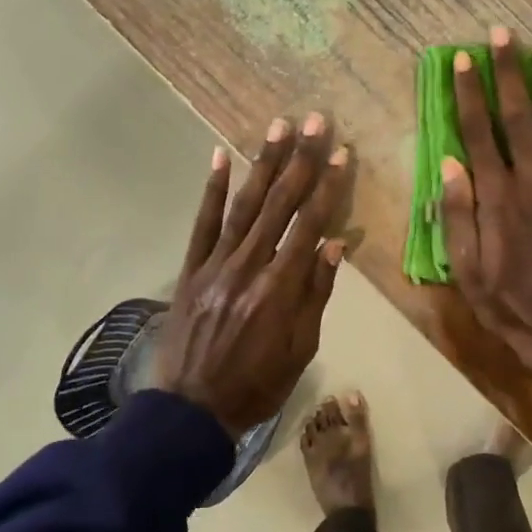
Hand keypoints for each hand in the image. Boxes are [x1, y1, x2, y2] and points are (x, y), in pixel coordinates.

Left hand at [152, 113, 349, 437]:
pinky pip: (202, 224)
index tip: (341, 152)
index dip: (327, 187)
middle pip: (279, 205)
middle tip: (314, 120)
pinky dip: (213, 190)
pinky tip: (221, 156)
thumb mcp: (300, 349)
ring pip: (243, 206)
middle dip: (299, 160)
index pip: (309, 226)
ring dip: (262, 163)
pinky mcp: (191, 270)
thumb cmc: (257, 385)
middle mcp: (248, 267)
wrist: (191, 411)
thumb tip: (336, 243)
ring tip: (277, 126)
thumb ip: (317, 293)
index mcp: (280, 289)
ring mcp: (215, 265)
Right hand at [440, 28, 531, 384]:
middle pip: (518, 116)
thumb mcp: (466, 268)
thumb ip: (458, 215)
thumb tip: (449, 164)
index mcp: (497, 195)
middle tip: (503, 35)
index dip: (468, 94)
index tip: (462, 60)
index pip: (478, 133)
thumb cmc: (508, 300)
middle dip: (509, 72)